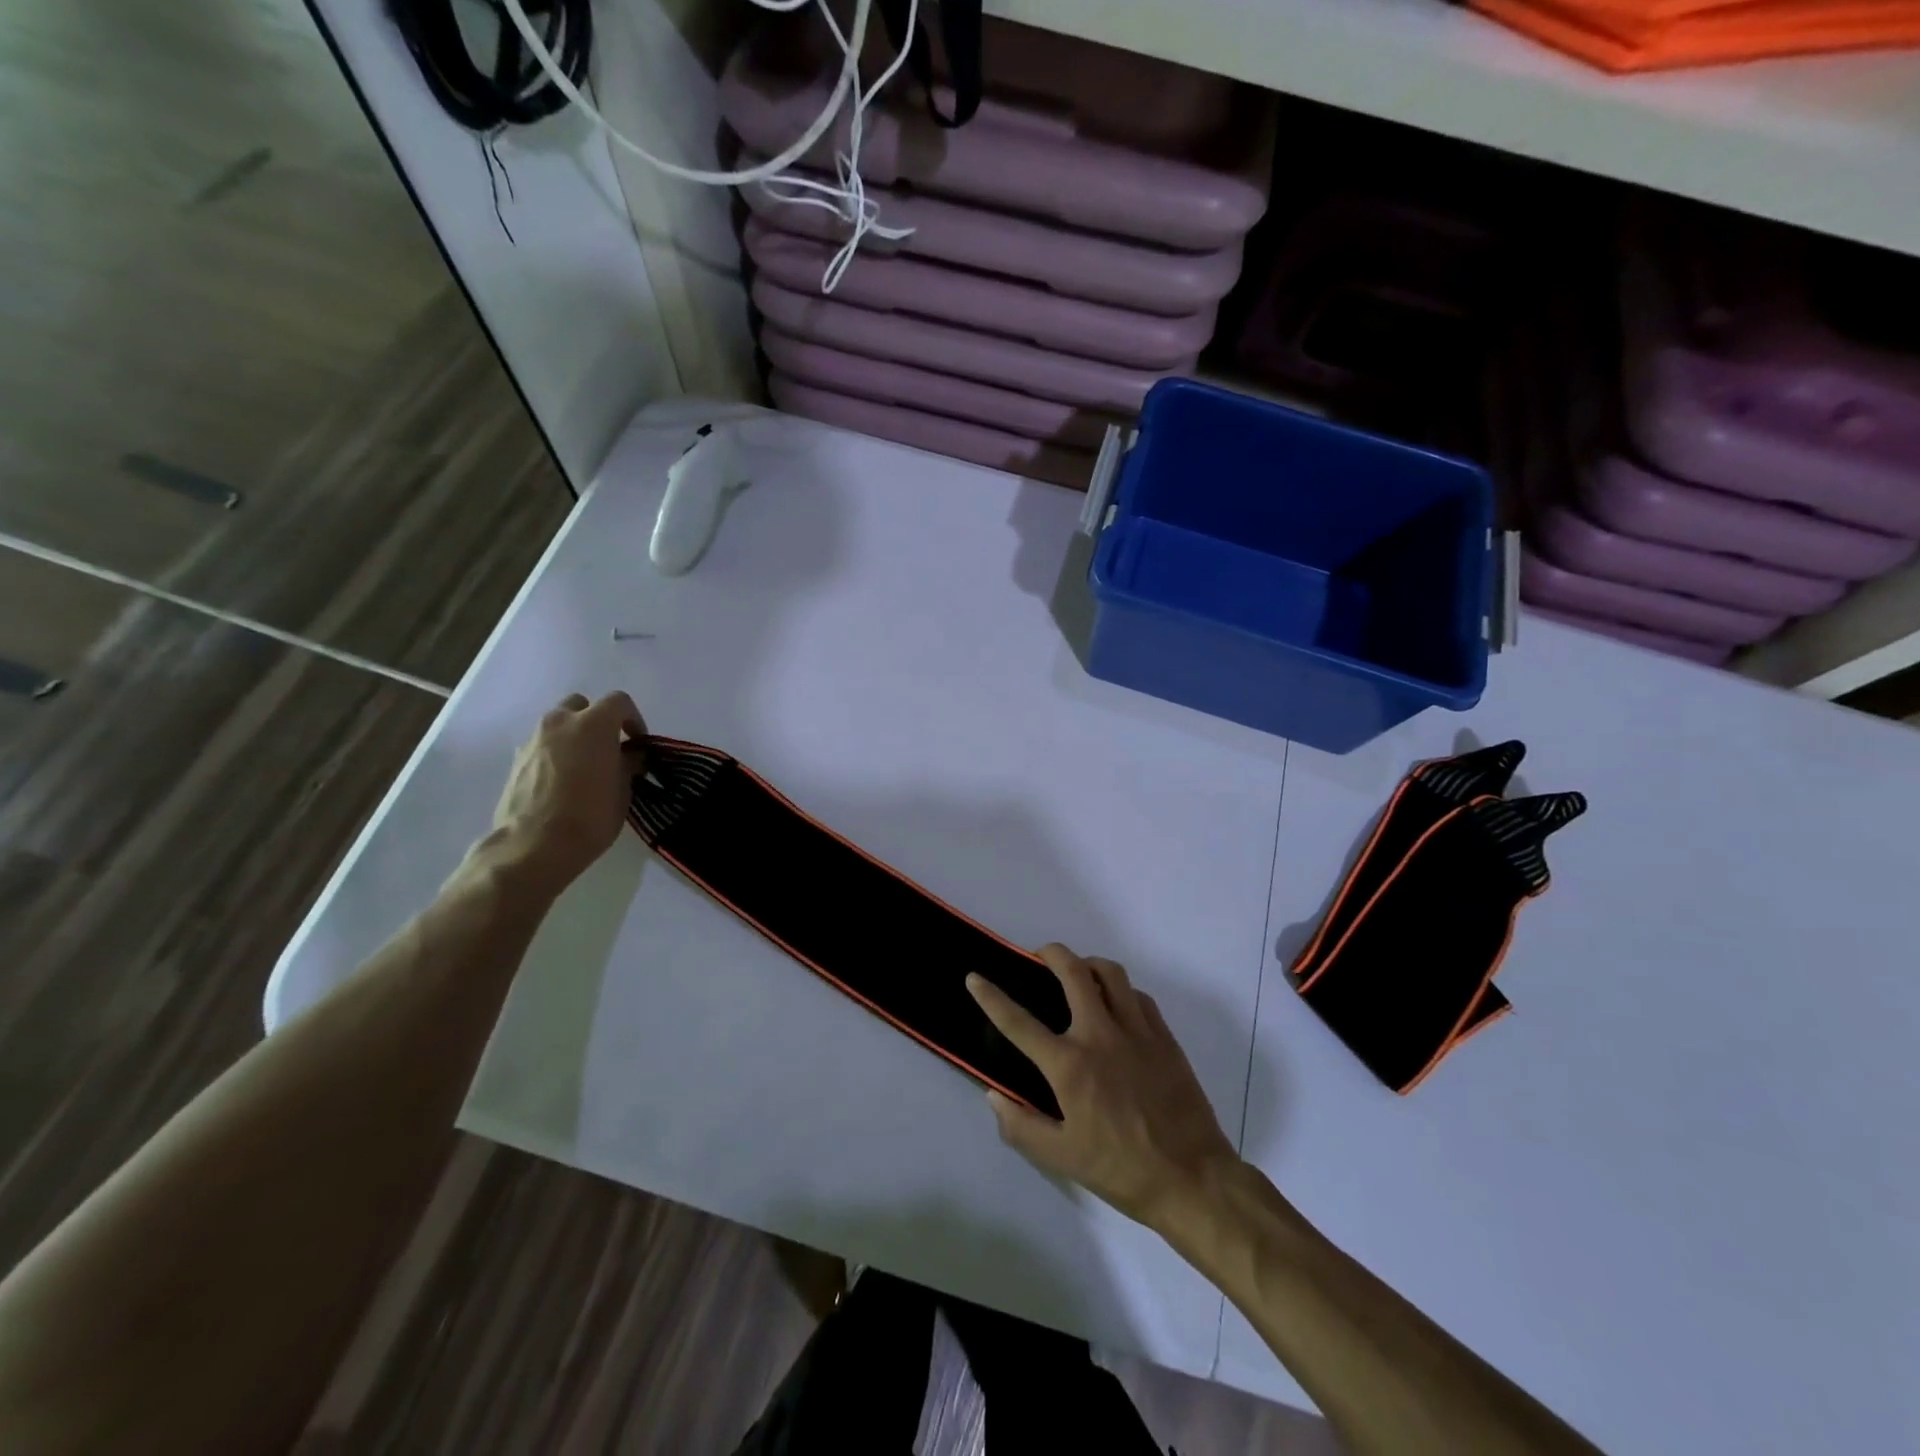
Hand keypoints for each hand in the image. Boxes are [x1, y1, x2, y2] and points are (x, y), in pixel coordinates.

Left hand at [485, 692, 646, 896]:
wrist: (533, 846)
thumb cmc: (589, 817)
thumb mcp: (623, 791)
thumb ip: (628, 764)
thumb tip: (630, 755)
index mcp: (592, 724)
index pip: (619, 702)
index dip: (633, 719)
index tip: (638, 743)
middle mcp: (559, 723)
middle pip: (582, 706)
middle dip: (597, 721)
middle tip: (609, 749)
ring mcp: (533, 740)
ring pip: (558, 725)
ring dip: (574, 737)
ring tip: (585, 767)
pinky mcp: (516, 761)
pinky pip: (542, 746)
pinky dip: (555, 754)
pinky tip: (563, 783)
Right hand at [967, 945, 1238, 1233]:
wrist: (1193, 1178)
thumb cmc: (1121, 1170)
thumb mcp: (1062, 1158)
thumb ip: (1021, 1126)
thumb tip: (994, 1095)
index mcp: (1070, 1065)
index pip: (1019, 1022)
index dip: (992, 997)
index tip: (975, 977)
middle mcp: (1101, 1035)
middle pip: (1073, 972)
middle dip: (1050, 953)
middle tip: (1039, 957)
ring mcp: (1137, 1031)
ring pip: (1110, 973)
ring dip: (1088, 965)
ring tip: (1078, 975)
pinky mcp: (1164, 1037)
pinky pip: (1138, 996)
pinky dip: (1120, 990)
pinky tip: (1116, 1005)